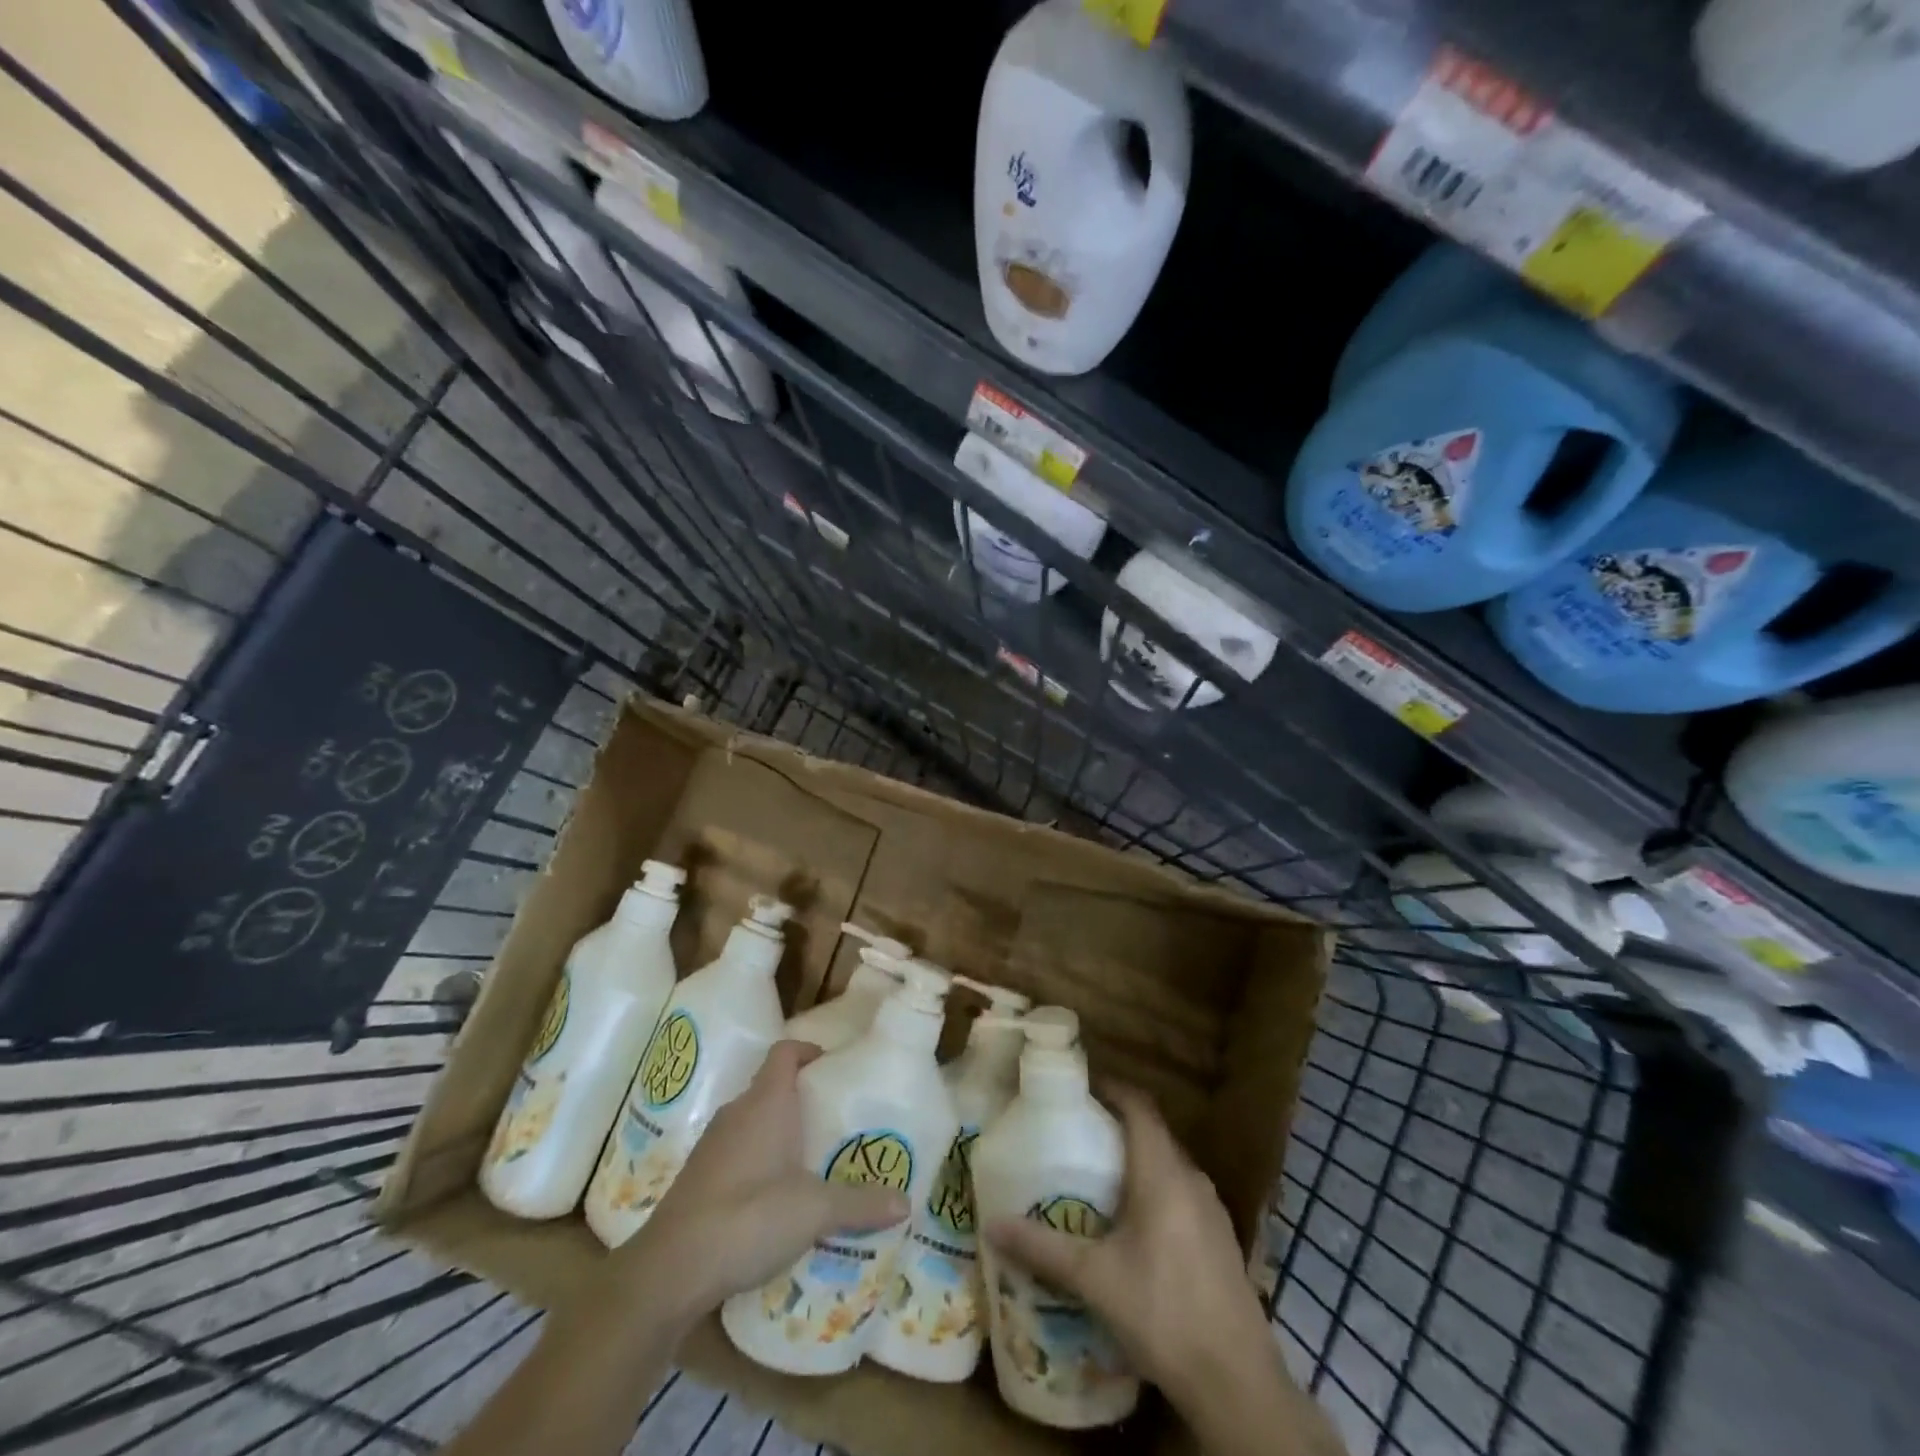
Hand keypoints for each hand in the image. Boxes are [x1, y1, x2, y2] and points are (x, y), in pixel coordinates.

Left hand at [623, 1040, 908, 1316]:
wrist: (669, 1269)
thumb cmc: (748, 1217)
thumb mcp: (814, 1210)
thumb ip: (860, 1204)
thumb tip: (906, 1202)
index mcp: (766, 1102)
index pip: (785, 1052)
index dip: (808, 1051)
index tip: (832, 1066)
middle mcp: (737, 1113)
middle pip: (771, 1086)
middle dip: (801, 1097)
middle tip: (834, 1118)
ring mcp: (713, 1145)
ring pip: (752, 1121)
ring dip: (779, 1131)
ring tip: (812, 1157)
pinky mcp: (698, 1177)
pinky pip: (736, 1151)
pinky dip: (757, 1160)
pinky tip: (775, 1195)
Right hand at [985, 1083, 1268, 1399]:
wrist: (1237, 1383)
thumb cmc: (1163, 1313)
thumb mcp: (1095, 1280)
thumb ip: (1043, 1248)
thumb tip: (992, 1225)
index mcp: (1163, 1173)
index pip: (1139, 1107)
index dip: (1112, 1088)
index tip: (1080, 1087)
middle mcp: (1192, 1179)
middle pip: (1154, 1133)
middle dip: (1117, 1125)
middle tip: (1078, 1133)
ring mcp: (1213, 1211)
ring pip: (1170, 1165)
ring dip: (1138, 1161)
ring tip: (1099, 1177)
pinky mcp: (1222, 1241)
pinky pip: (1183, 1194)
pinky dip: (1157, 1191)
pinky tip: (1136, 1227)